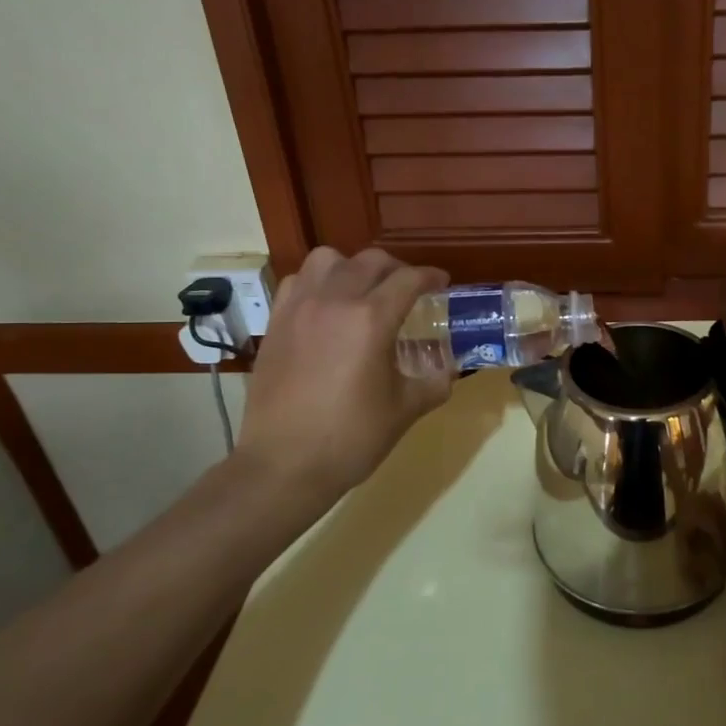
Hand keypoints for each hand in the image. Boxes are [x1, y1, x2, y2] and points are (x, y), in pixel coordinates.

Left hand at [234, 247, 451, 502]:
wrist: (284, 465)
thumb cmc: (351, 438)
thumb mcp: (405, 410)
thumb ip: (434, 381)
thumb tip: (449, 369)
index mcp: (371, 320)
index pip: (409, 279)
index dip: (431, 277)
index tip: (442, 284)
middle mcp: (334, 301)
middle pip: (371, 261)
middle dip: (397, 269)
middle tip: (409, 289)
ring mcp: (299, 309)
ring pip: (328, 260)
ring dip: (352, 267)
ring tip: (362, 291)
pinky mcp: (276, 323)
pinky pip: (298, 282)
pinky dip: (318, 283)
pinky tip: (326, 308)